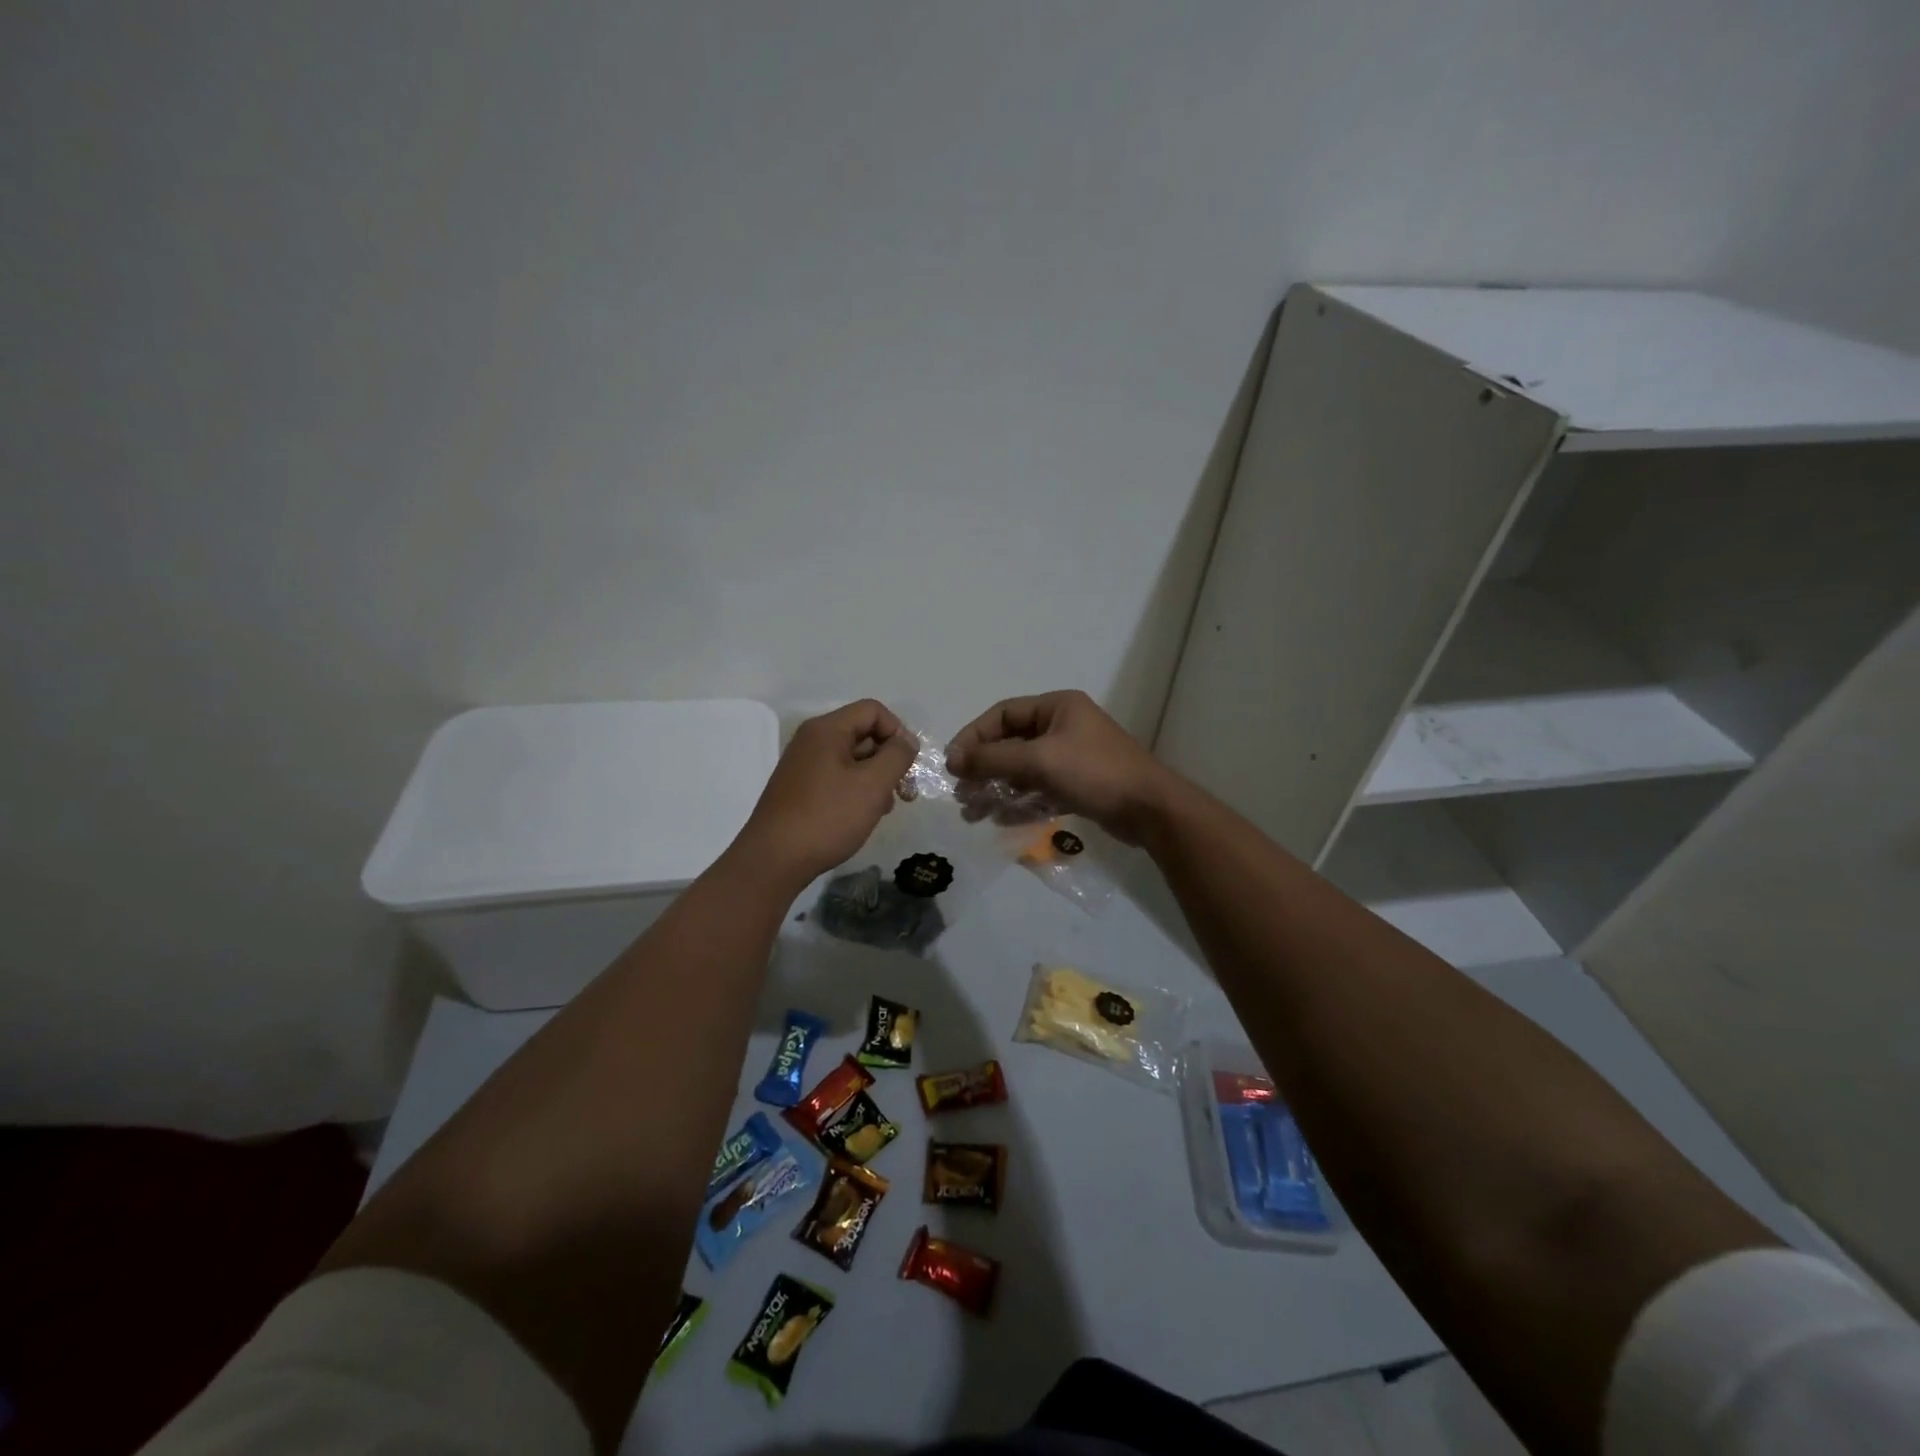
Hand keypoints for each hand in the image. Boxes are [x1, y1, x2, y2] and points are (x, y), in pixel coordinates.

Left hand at [736, 700, 919, 884]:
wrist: (774, 860)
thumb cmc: (827, 817)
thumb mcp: (873, 785)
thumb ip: (897, 756)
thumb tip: (907, 741)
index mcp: (827, 730)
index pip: (873, 711)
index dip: (898, 732)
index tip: (908, 766)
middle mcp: (812, 740)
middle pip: (863, 733)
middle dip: (889, 759)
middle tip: (905, 793)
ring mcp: (804, 765)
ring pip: (853, 759)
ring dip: (876, 778)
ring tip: (885, 808)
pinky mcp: (800, 788)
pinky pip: (838, 777)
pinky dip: (857, 790)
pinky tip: (864, 815)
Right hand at [946, 690, 1177, 845]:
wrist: (1149, 810)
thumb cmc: (1094, 773)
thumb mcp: (1039, 760)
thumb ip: (993, 758)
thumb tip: (953, 760)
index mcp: (1057, 707)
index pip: (1003, 714)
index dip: (974, 736)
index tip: (953, 764)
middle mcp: (1063, 726)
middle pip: (1010, 743)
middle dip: (984, 769)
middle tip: (962, 794)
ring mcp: (1071, 757)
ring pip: (1022, 770)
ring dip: (997, 789)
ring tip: (974, 813)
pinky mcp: (1077, 784)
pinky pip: (1038, 789)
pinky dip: (1019, 802)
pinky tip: (1001, 820)